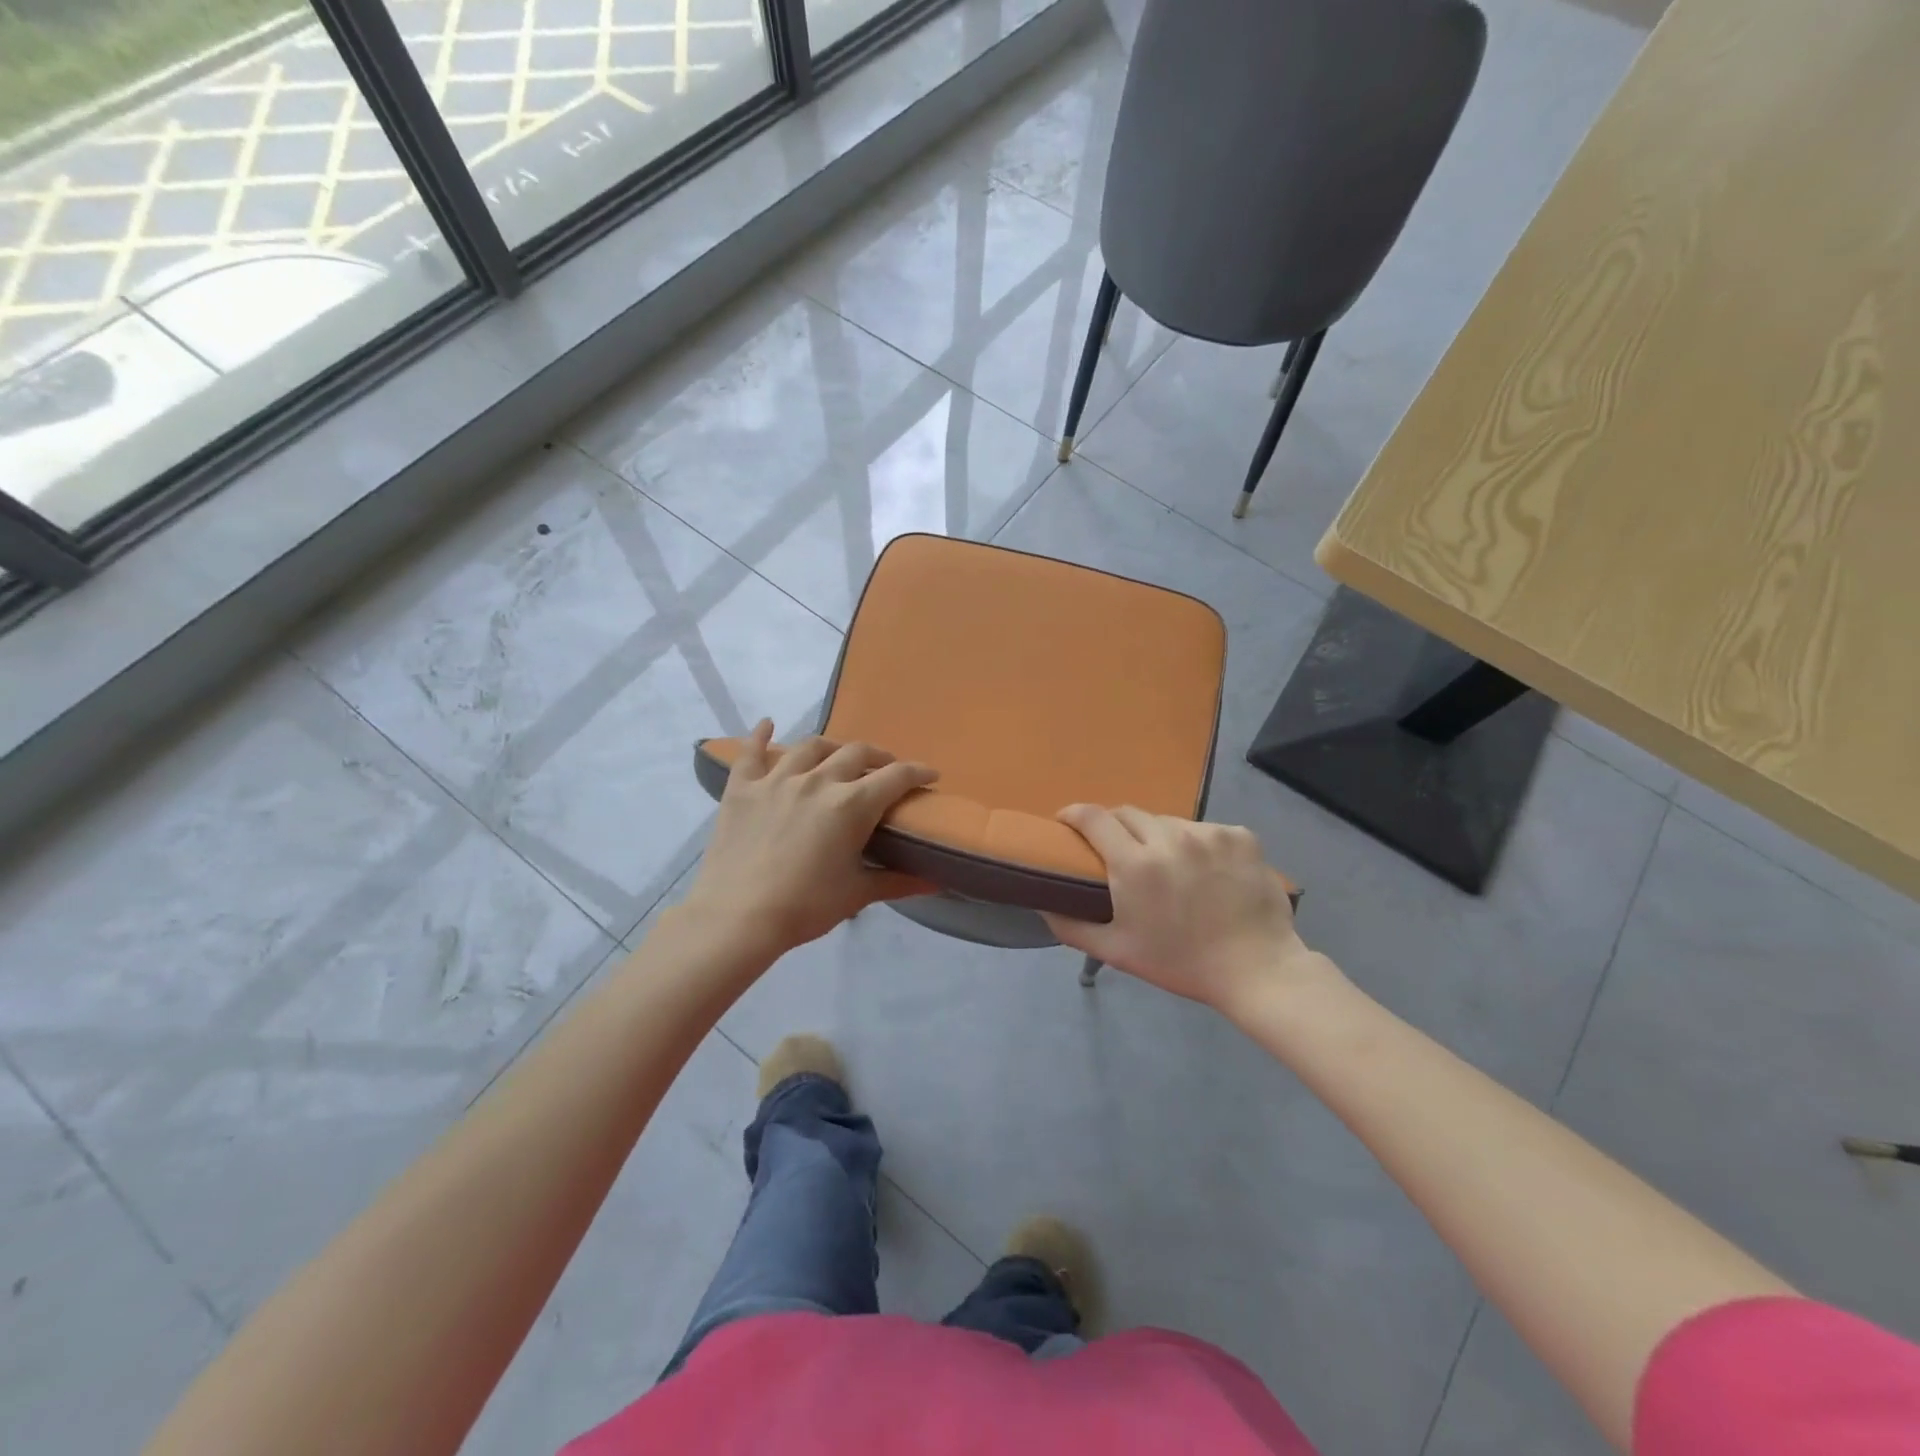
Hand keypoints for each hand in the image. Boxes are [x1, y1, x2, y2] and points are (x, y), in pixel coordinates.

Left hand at [680, 720, 937, 961]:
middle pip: (856, 753)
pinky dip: (761, 736)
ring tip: (837, 756)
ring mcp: (777, 780)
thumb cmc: (805, 907)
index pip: (896, 777)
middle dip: (877, 757)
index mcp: (851, 805)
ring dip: (831, 747)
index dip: (918, 772)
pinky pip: (751, 752)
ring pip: (810, 747)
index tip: (930, 775)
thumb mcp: (857, 894)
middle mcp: (818, 781)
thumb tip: (936, 881)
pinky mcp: (742, 788)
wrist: (737, 917)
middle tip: (884, 769)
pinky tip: (767, 725)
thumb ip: (898, 882)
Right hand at [1042, 805, 1330, 1016]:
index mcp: (1135, 865)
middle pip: (1128, 814)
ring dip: (1157, 836)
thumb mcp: (1118, 952)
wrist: (1258, 971)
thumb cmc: (1182, 963)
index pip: (1093, 817)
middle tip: (1116, 850)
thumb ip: (1071, 926)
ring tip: (1166, 864)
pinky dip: (1196, 843)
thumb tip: (1041, 904)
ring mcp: (1208, 833)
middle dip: (1114, 827)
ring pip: (1167, 821)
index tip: (1066, 823)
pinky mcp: (1240, 834)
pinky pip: (1204, 829)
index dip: (1073, 814)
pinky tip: (1205, 869)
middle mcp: (1169, 838)